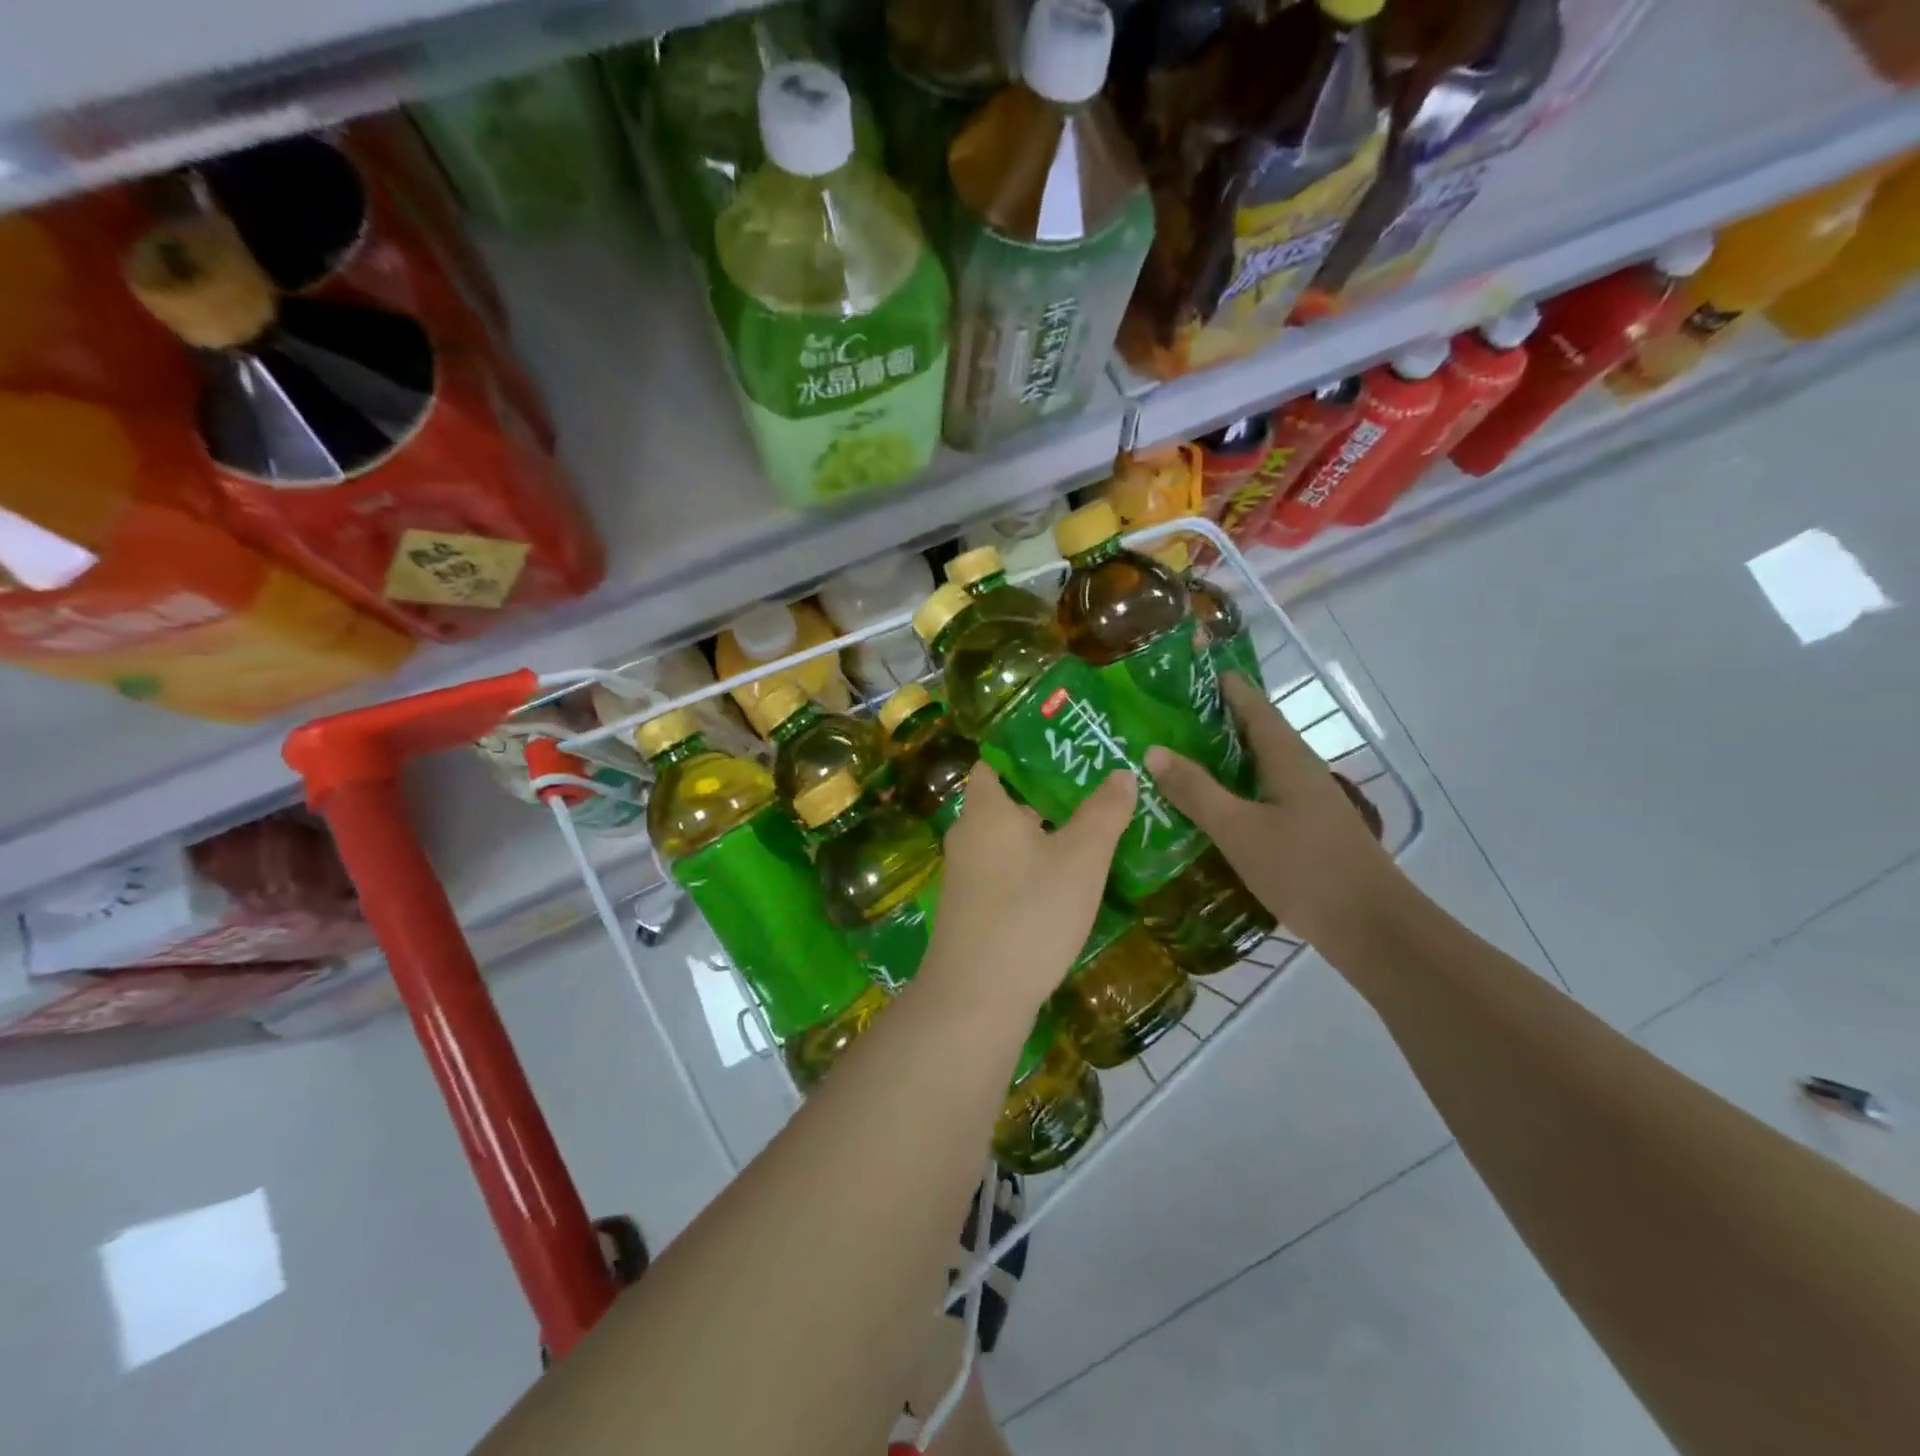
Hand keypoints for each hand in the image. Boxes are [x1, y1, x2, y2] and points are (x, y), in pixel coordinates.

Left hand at [923, 762, 1136, 1019]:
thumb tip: (1121, 773)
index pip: (994, 763)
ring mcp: (964, 876)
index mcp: (985, 809)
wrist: (976, 996)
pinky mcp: (970, 910)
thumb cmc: (1031, 911)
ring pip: (1006, 842)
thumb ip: (1104, 812)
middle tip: (1092, 791)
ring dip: (1041, 836)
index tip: (1064, 749)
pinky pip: (1003, 873)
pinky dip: (1030, 868)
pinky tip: (1062, 884)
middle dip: (1045, 796)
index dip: (1024, 752)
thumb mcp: (1081, 858)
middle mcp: (967, 835)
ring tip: (1088, 833)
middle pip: (1005, 803)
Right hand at [1145, 675, 1400, 943]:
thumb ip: (1196, 790)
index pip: (1253, 706)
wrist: (1373, 929)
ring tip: (1177, 760)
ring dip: (1222, 760)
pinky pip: (1262, 797)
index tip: (1185, 674)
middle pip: (1255, 734)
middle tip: (1166, 721)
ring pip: (1258, 768)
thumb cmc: (1304, 869)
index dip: (1224, 686)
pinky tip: (1209, 810)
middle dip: (1213, 723)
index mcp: (1287, 758)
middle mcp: (1300, 771)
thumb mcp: (1238, 829)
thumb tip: (1154, 750)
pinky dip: (1234, 792)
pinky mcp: (1308, 831)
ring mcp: (1307, 803)